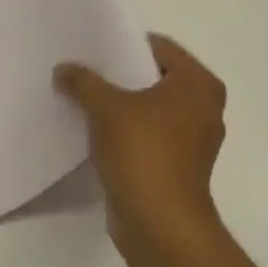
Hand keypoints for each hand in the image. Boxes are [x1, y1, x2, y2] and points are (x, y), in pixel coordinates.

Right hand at [54, 33, 228, 266]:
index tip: (91, 47)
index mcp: (198, 85)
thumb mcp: (106, 107)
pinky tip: (91, 130)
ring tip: (81, 97)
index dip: (124, 44)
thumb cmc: (143, 153)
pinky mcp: (175, 165)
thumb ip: (83, 82)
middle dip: (118, 75)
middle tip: (81, 69)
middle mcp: (203, 108)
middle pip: (154, 78)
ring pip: (148, 108)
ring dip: (119, 105)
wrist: (159, 222)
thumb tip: (64, 69)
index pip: (159, 47)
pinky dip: (123, 131)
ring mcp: (191, 140)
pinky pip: (145, 135)